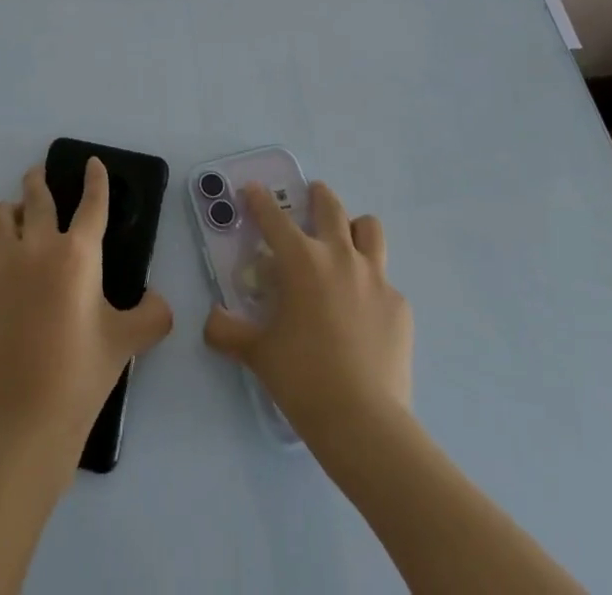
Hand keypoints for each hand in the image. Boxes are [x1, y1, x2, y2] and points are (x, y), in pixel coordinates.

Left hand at [0, 159, 173, 469]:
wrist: (24, 422)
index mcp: (76, 254)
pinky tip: (7, 296)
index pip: (91, 203)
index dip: (95, 179)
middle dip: (38, 179)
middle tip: (39, 174)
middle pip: (35, 196)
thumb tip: (157, 300)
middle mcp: (35, 249)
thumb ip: (153, 315)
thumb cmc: (82, 375)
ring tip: (16, 219)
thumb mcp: (128, 342)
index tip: (92, 162)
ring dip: (9, 212)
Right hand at [203, 181, 412, 445]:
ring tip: (345, 242)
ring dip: (355, 228)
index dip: (260, 200)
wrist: (365, 423)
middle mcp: (340, 256)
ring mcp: (375, 278)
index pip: (274, 217)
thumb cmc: (303, 379)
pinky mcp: (400, 306)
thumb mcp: (258, 354)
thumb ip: (229, 332)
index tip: (253, 189)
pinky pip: (385, 281)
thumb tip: (211, 321)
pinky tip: (364, 312)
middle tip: (310, 197)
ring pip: (369, 229)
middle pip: (330, 207)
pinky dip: (371, 285)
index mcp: (301, 261)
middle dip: (317, 196)